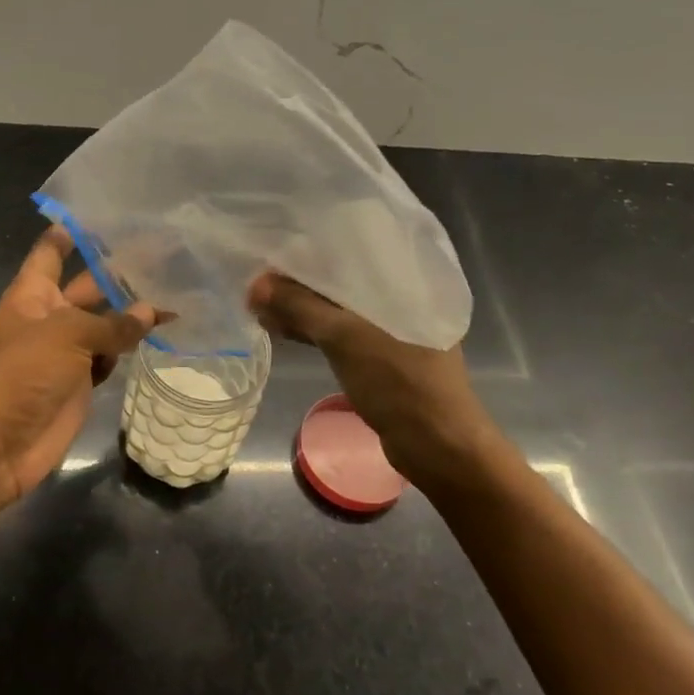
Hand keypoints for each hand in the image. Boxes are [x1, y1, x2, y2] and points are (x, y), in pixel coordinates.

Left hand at [0, 228, 159, 504]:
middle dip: (120, 273)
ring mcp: (66, 351)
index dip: (73, 231)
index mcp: (33, 293)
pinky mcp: (81, 382)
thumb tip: (152, 312)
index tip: (105, 213)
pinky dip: (130, 348)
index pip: (52, 251)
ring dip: (133, 313)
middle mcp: (50, 316)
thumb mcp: (67, 335)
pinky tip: (160, 334)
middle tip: (165, 255)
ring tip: (175, 293)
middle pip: (88, 286)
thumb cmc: (22, 373)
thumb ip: (112, 323)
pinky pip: (110, 357)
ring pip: (105, 324)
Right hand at [248, 271, 498, 492]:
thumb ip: (300, 308)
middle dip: (300, 281)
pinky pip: (342, 332)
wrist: (438, 447)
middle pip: (342, 280)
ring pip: (338, 308)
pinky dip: (315, 330)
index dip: (311, 247)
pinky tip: (284, 329)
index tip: (274, 246)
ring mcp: (392, 329)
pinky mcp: (382, 356)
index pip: (352, 248)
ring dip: (303, 308)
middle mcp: (401, 298)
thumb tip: (255, 285)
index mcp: (405, 280)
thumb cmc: (399, 382)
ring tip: (261, 306)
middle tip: (259, 281)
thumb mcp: (345, 339)